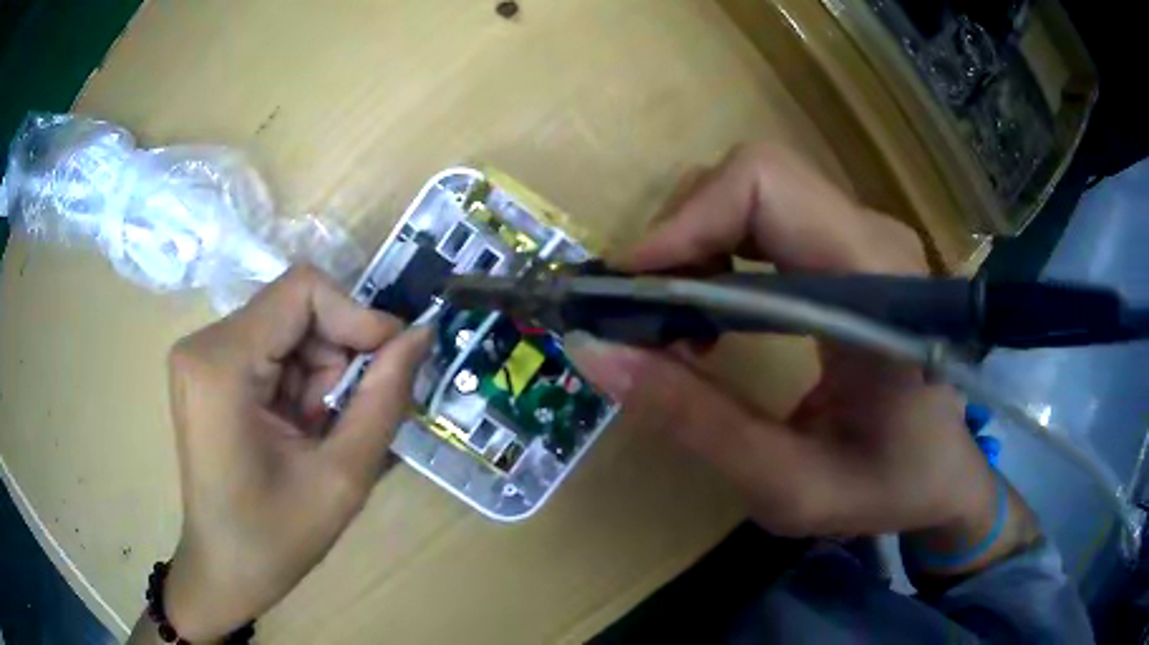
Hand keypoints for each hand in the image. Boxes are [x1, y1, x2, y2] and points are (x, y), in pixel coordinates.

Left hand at [149, 266, 429, 640]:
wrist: (224, 569)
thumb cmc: (275, 539)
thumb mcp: (342, 478)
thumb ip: (384, 399)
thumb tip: (420, 333)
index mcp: (221, 365)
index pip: (302, 290)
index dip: (357, 315)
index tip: (393, 361)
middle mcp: (203, 344)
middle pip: (295, 310)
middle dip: (335, 359)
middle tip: (347, 418)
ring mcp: (201, 354)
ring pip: (287, 329)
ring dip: (319, 376)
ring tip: (319, 433)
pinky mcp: (207, 368)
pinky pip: (271, 348)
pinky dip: (299, 382)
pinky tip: (299, 428)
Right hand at [567, 145, 998, 540]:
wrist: (945, 474)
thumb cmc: (888, 488)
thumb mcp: (789, 485)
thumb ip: (697, 423)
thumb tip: (596, 352)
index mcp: (880, 284)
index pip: (768, 187)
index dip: (687, 221)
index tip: (628, 288)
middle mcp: (874, 238)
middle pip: (755, 177)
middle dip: (683, 232)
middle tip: (644, 313)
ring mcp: (865, 238)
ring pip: (755, 190)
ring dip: (697, 244)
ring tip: (675, 323)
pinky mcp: (851, 250)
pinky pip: (769, 218)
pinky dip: (720, 253)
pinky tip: (712, 315)